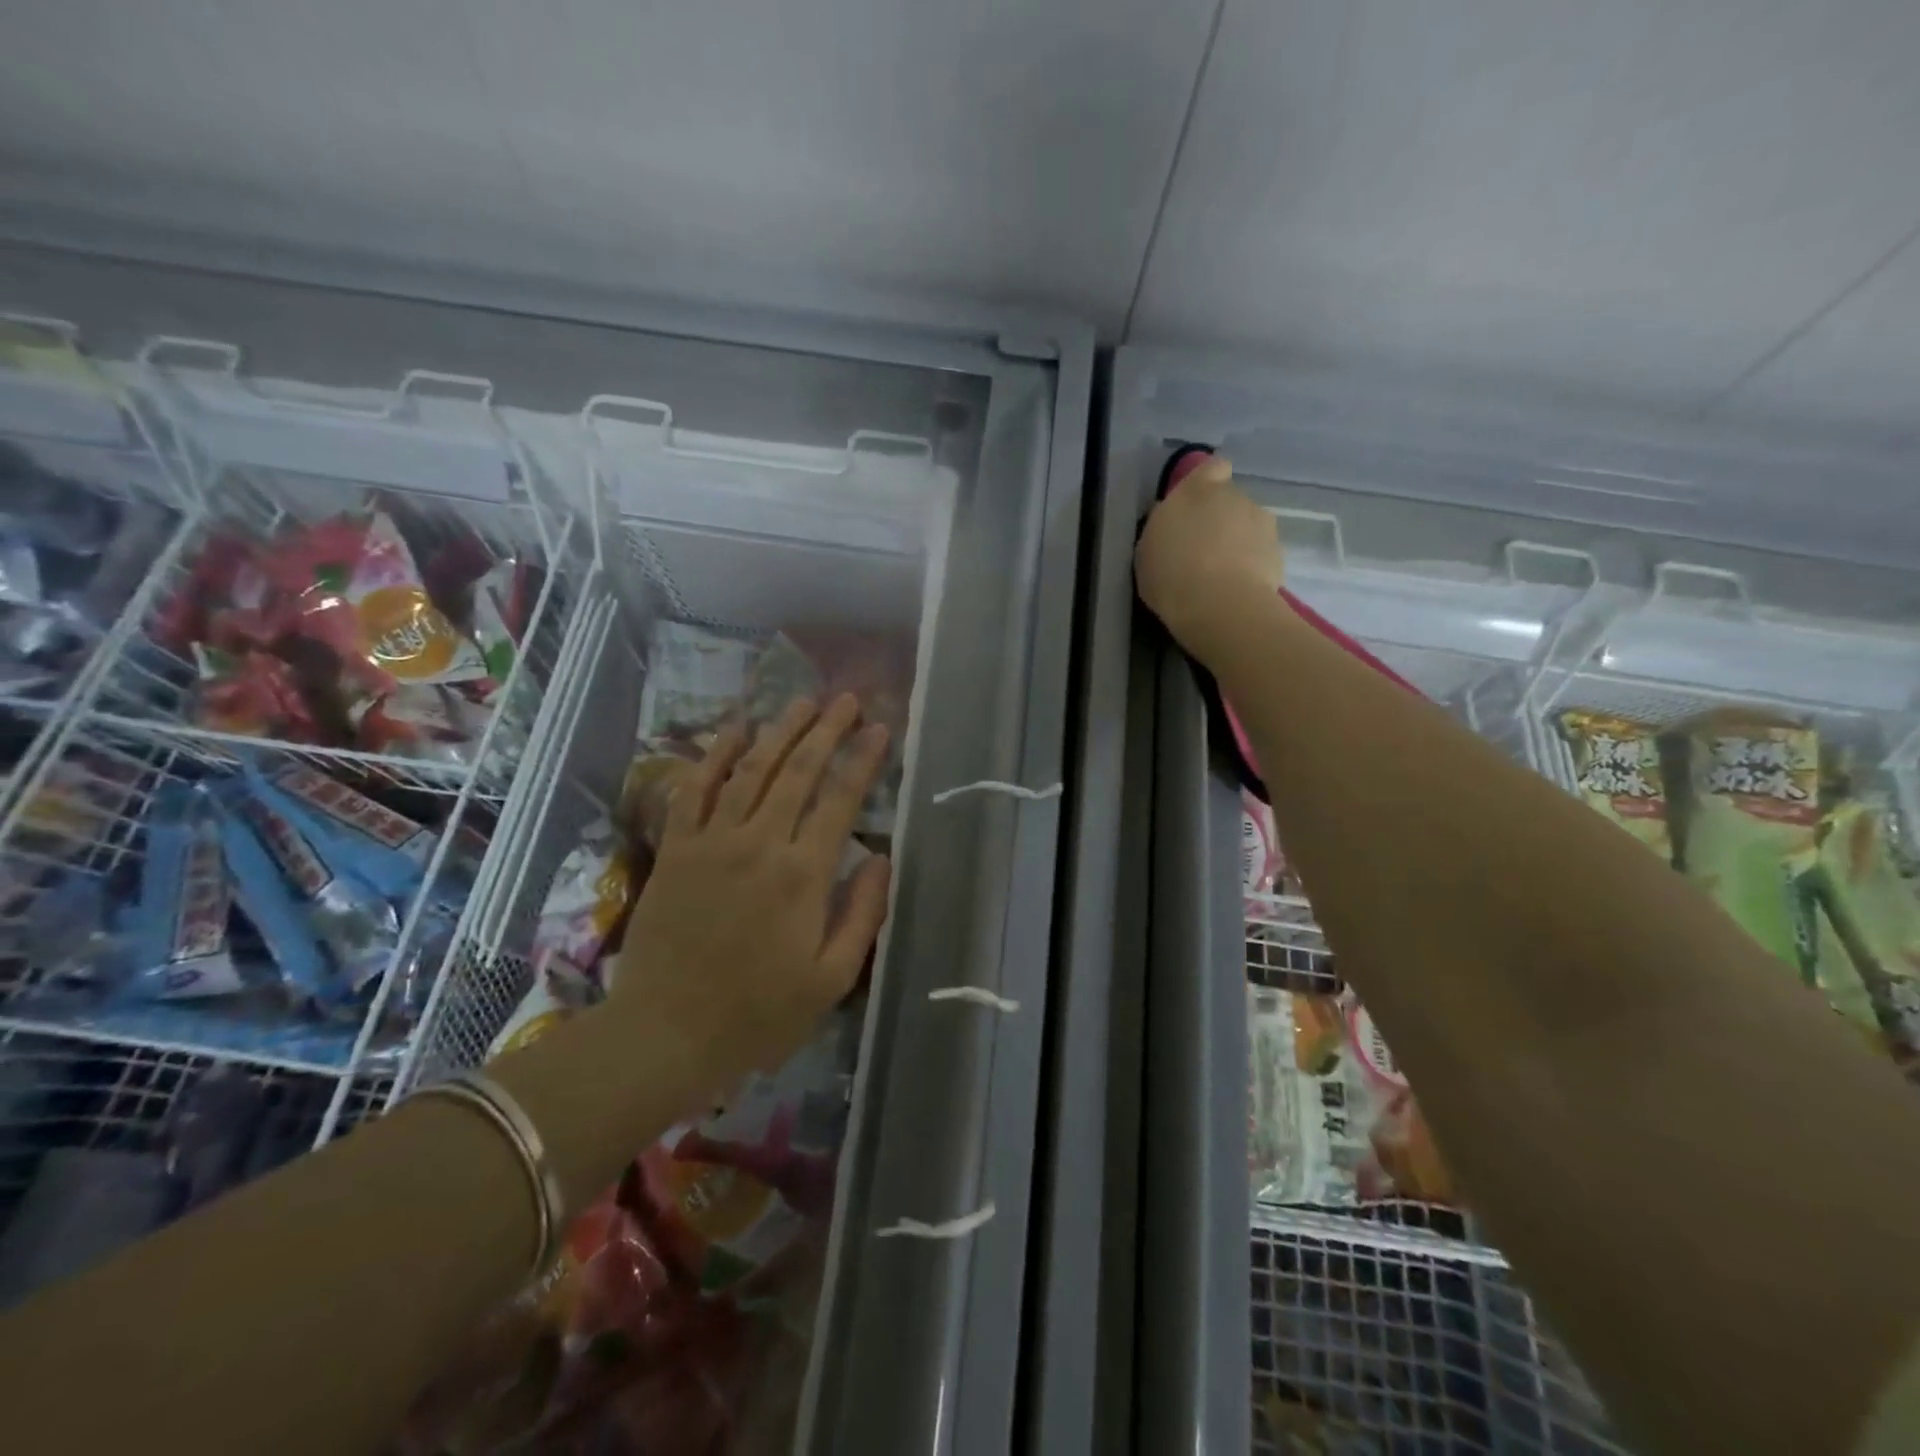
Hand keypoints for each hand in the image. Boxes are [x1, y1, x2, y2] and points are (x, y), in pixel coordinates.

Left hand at [608, 695, 892, 1091]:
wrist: (666, 1033)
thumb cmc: (758, 1014)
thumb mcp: (831, 979)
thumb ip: (863, 913)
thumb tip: (882, 857)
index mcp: (803, 874)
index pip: (840, 799)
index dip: (863, 759)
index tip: (880, 729)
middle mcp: (760, 843)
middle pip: (798, 770)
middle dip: (826, 729)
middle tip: (846, 699)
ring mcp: (713, 841)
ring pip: (751, 769)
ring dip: (780, 730)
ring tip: (803, 701)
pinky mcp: (677, 849)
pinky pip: (695, 790)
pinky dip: (714, 756)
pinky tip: (733, 730)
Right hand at [1134, 456, 1285, 655]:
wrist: (1220, 608)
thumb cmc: (1171, 576)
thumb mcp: (1147, 551)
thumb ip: (1163, 527)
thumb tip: (1172, 520)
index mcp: (1197, 490)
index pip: (1212, 468)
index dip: (1207, 483)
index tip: (1195, 507)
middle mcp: (1235, 497)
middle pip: (1230, 500)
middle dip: (1221, 519)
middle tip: (1203, 550)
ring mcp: (1262, 523)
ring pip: (1248, 526)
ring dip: (1239, 542)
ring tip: (1222, 575)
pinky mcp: (1280, 552)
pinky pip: (1262, 553)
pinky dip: (1253, 565)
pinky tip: (1237, 589)